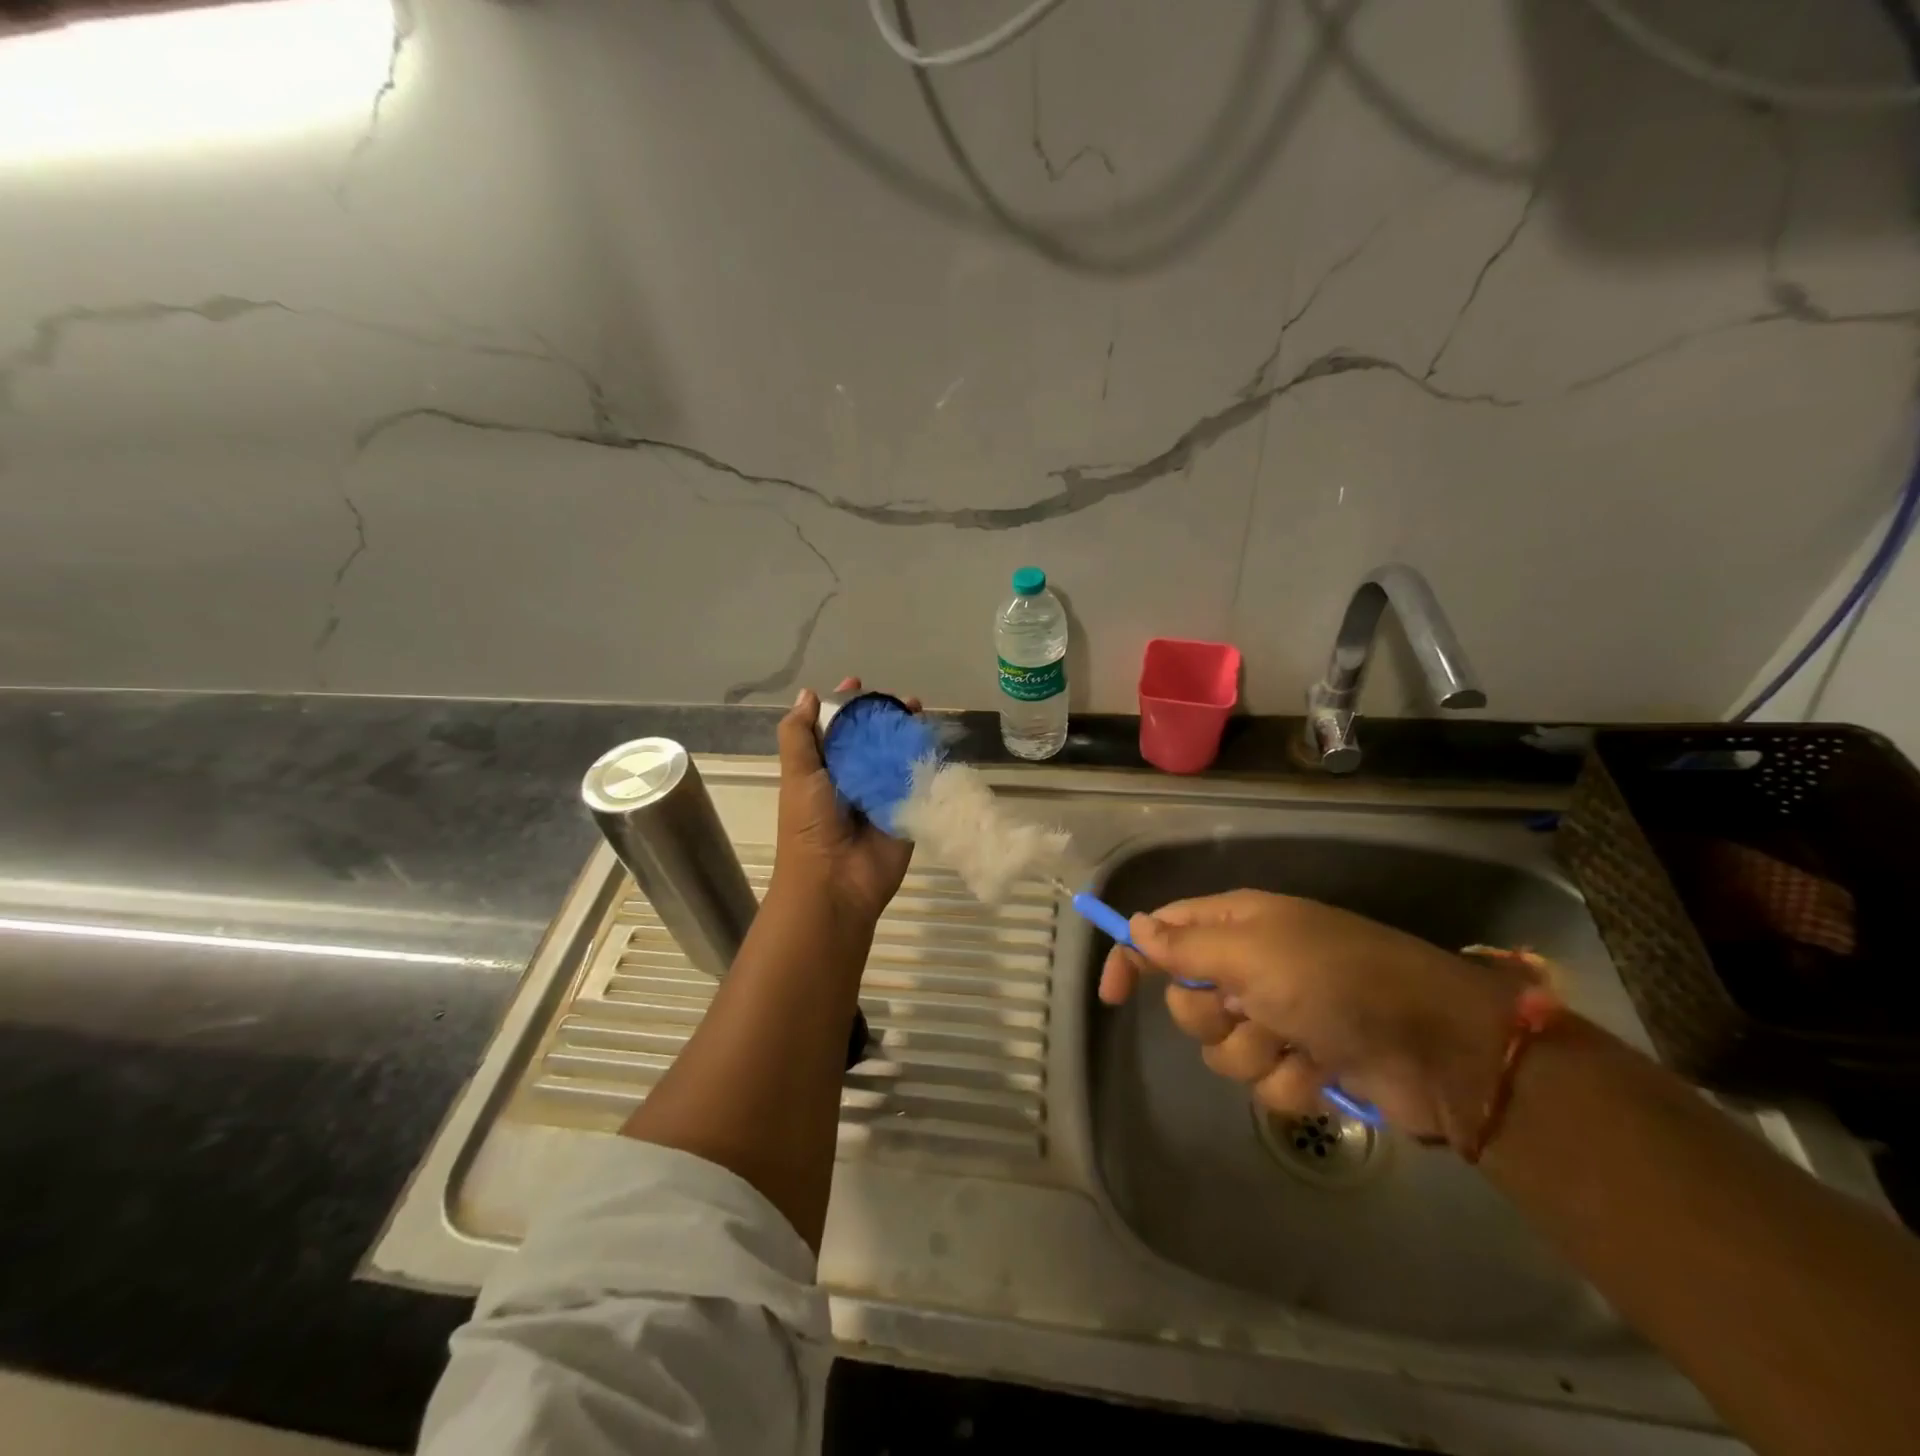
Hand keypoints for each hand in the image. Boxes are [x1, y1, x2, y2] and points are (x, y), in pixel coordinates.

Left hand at [770, 678, 916, 928]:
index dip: (847, 707)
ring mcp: (883, 795)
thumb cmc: (809, 825)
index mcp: (825, 769)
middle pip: (873, 739)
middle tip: (905, 700)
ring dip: (909, 734)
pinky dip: (927, 762)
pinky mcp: (907, 811)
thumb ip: (799, 734)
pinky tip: (936, 741)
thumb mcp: (797, 774)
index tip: (859, 684)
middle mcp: (855, 778)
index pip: (837, 729)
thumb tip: (809, 695)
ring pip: (898, 756)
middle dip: (886, 717)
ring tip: (921, 713)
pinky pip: (919, 782)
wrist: (835, 881)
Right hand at [1098, 889, 1522, 1143]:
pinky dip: (1292, 1081)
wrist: (1436, 1044)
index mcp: (1236, 925)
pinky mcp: (1303, 1061)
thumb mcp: (1251, 954)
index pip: (1163, 932)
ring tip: (1298, 1042)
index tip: (1112, 997)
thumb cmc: (1333, 980)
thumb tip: (1136, 927)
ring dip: (1256, 1052)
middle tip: (1249, 1008)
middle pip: (1188, 1000)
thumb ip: (1185, 946)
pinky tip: (1323, 1070)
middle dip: (1212, 1016)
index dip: (1133, 958)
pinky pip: (1266, 1082)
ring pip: (1223, 1048)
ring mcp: (1279, 1015)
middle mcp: (1252, 966)